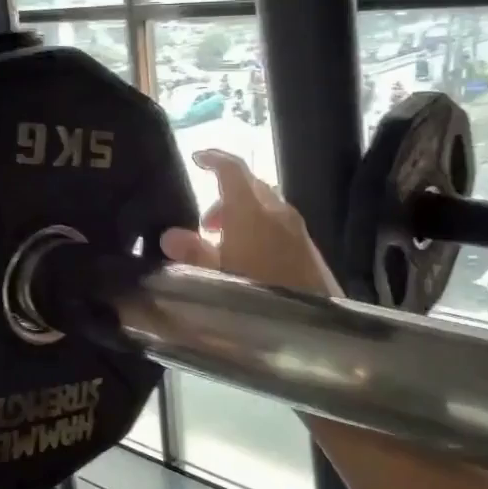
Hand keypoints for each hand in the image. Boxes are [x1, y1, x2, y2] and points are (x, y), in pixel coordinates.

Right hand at [159, 149, 338, 296]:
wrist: (316, 329)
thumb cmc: (258, 298)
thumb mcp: (216, 279)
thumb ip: (193, 254)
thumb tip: (171, 235)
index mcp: (252, 211)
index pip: (233, 169)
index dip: (213, 158)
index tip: (196, 158)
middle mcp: (277, 211)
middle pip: (250, 185)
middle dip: (224, 195)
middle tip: (203, 224)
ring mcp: (297, 228)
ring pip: (265, 205)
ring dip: (242, 214)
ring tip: (223, 246)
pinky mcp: (308, 247)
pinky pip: (278, 223)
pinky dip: (259, 227)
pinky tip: (249, 259)